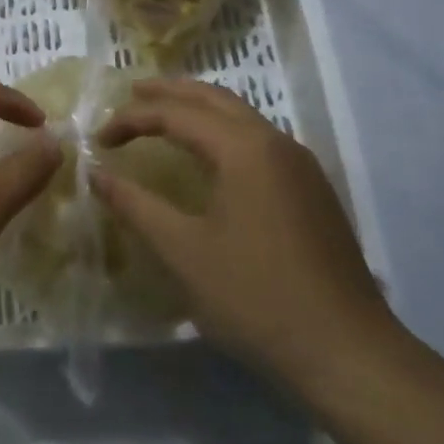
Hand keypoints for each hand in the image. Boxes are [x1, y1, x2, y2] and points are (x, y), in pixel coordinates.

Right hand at [92, 78, 401, 395]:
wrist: (347, 351)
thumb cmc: (255, 297)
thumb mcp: (183, 251)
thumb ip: (136, 206)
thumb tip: (96, 174)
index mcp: (245, 149)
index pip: (177, 114)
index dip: (132, 119)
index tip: (99, 140)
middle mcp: (276, 143)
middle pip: (215, 99)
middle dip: (170, 92)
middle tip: (132, 92)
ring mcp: (301, 166)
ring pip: (242, 117)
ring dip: (200, 109)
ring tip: (165, 115)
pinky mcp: (312, 191)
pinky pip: (259, 140)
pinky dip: (224, 131)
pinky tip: (211, 156)